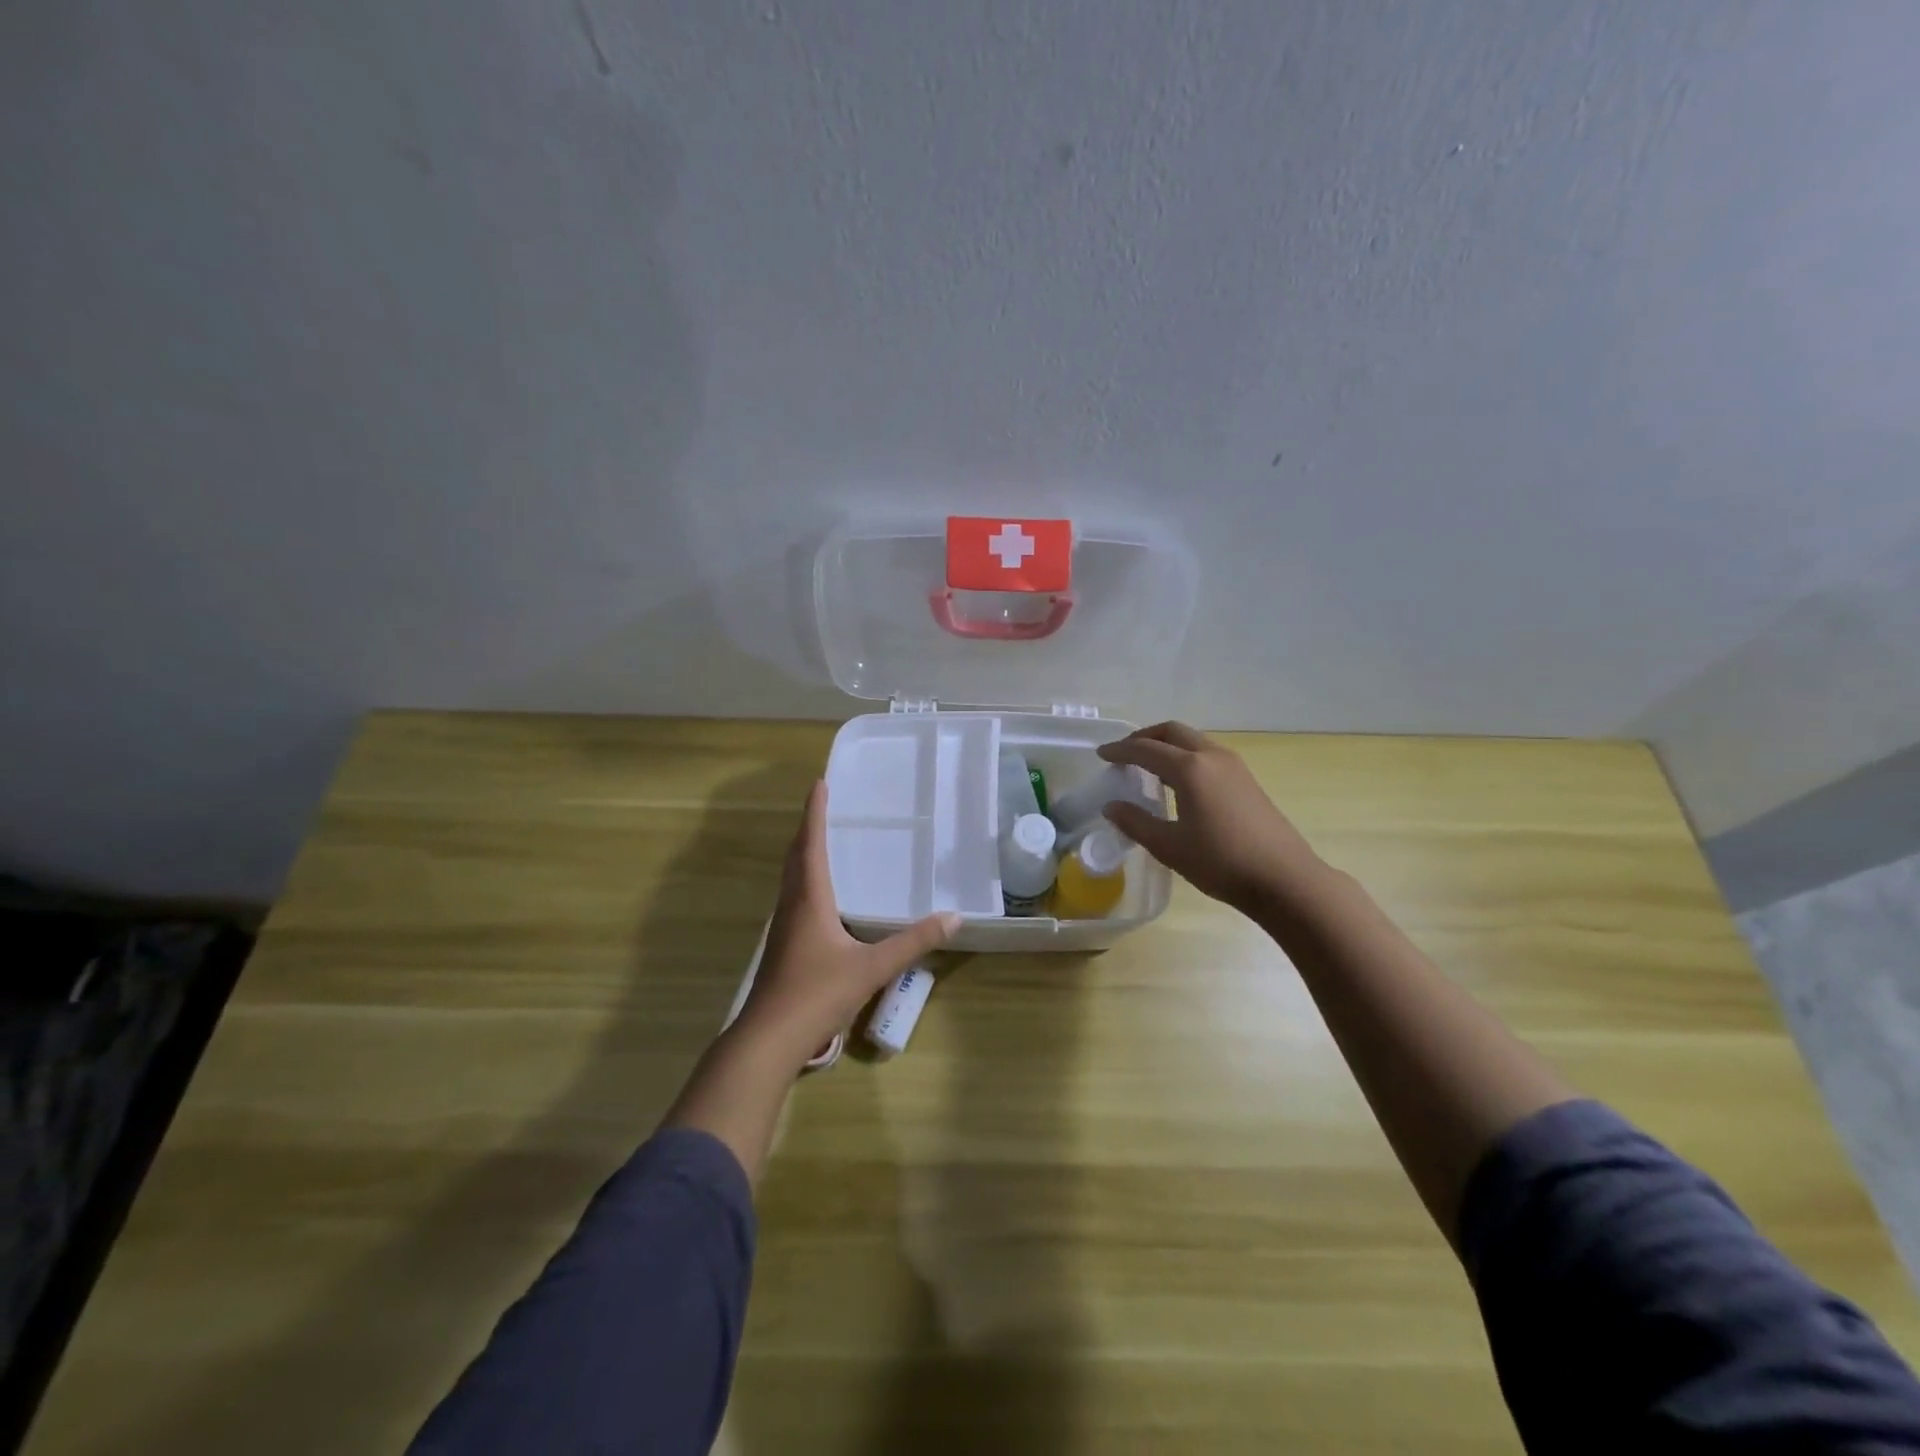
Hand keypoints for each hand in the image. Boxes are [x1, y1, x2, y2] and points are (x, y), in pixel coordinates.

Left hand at [734, 781, 957, 1068]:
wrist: (769, 1039)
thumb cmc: (817, 994)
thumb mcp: (871, 967)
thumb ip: (913, 943)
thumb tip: (954, 918)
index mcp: (809, 899)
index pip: (811, 844)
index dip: (815, 813)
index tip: (818, 784)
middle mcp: (792, 906)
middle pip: (796, 857)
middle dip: (808, 829)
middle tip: (821, 807)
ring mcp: (783, 928)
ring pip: (791, 879)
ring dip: (803, 855)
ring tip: (820, 843)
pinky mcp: (782, 948)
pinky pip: (793, 899)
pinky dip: (805, 882)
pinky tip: (819, 899)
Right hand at [1099, 722, 1325, 916]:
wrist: (1284, 879)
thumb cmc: (1221, 862)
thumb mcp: (1170, 846)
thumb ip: (1136, 822)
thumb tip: (1112, 806)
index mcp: (1190, 769)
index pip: (1146, 749)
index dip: (1120, 750)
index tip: (1101, 755)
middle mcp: (1212, 757)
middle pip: (1172, 732)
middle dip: (1145, 737)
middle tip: (1125, 753)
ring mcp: (1234, 766)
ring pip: (1193, 741)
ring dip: (1167, 745)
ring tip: (1148, 766)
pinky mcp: (1246, 780)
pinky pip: (1207, 754)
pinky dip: (1185, 757)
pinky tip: (1179, 782)